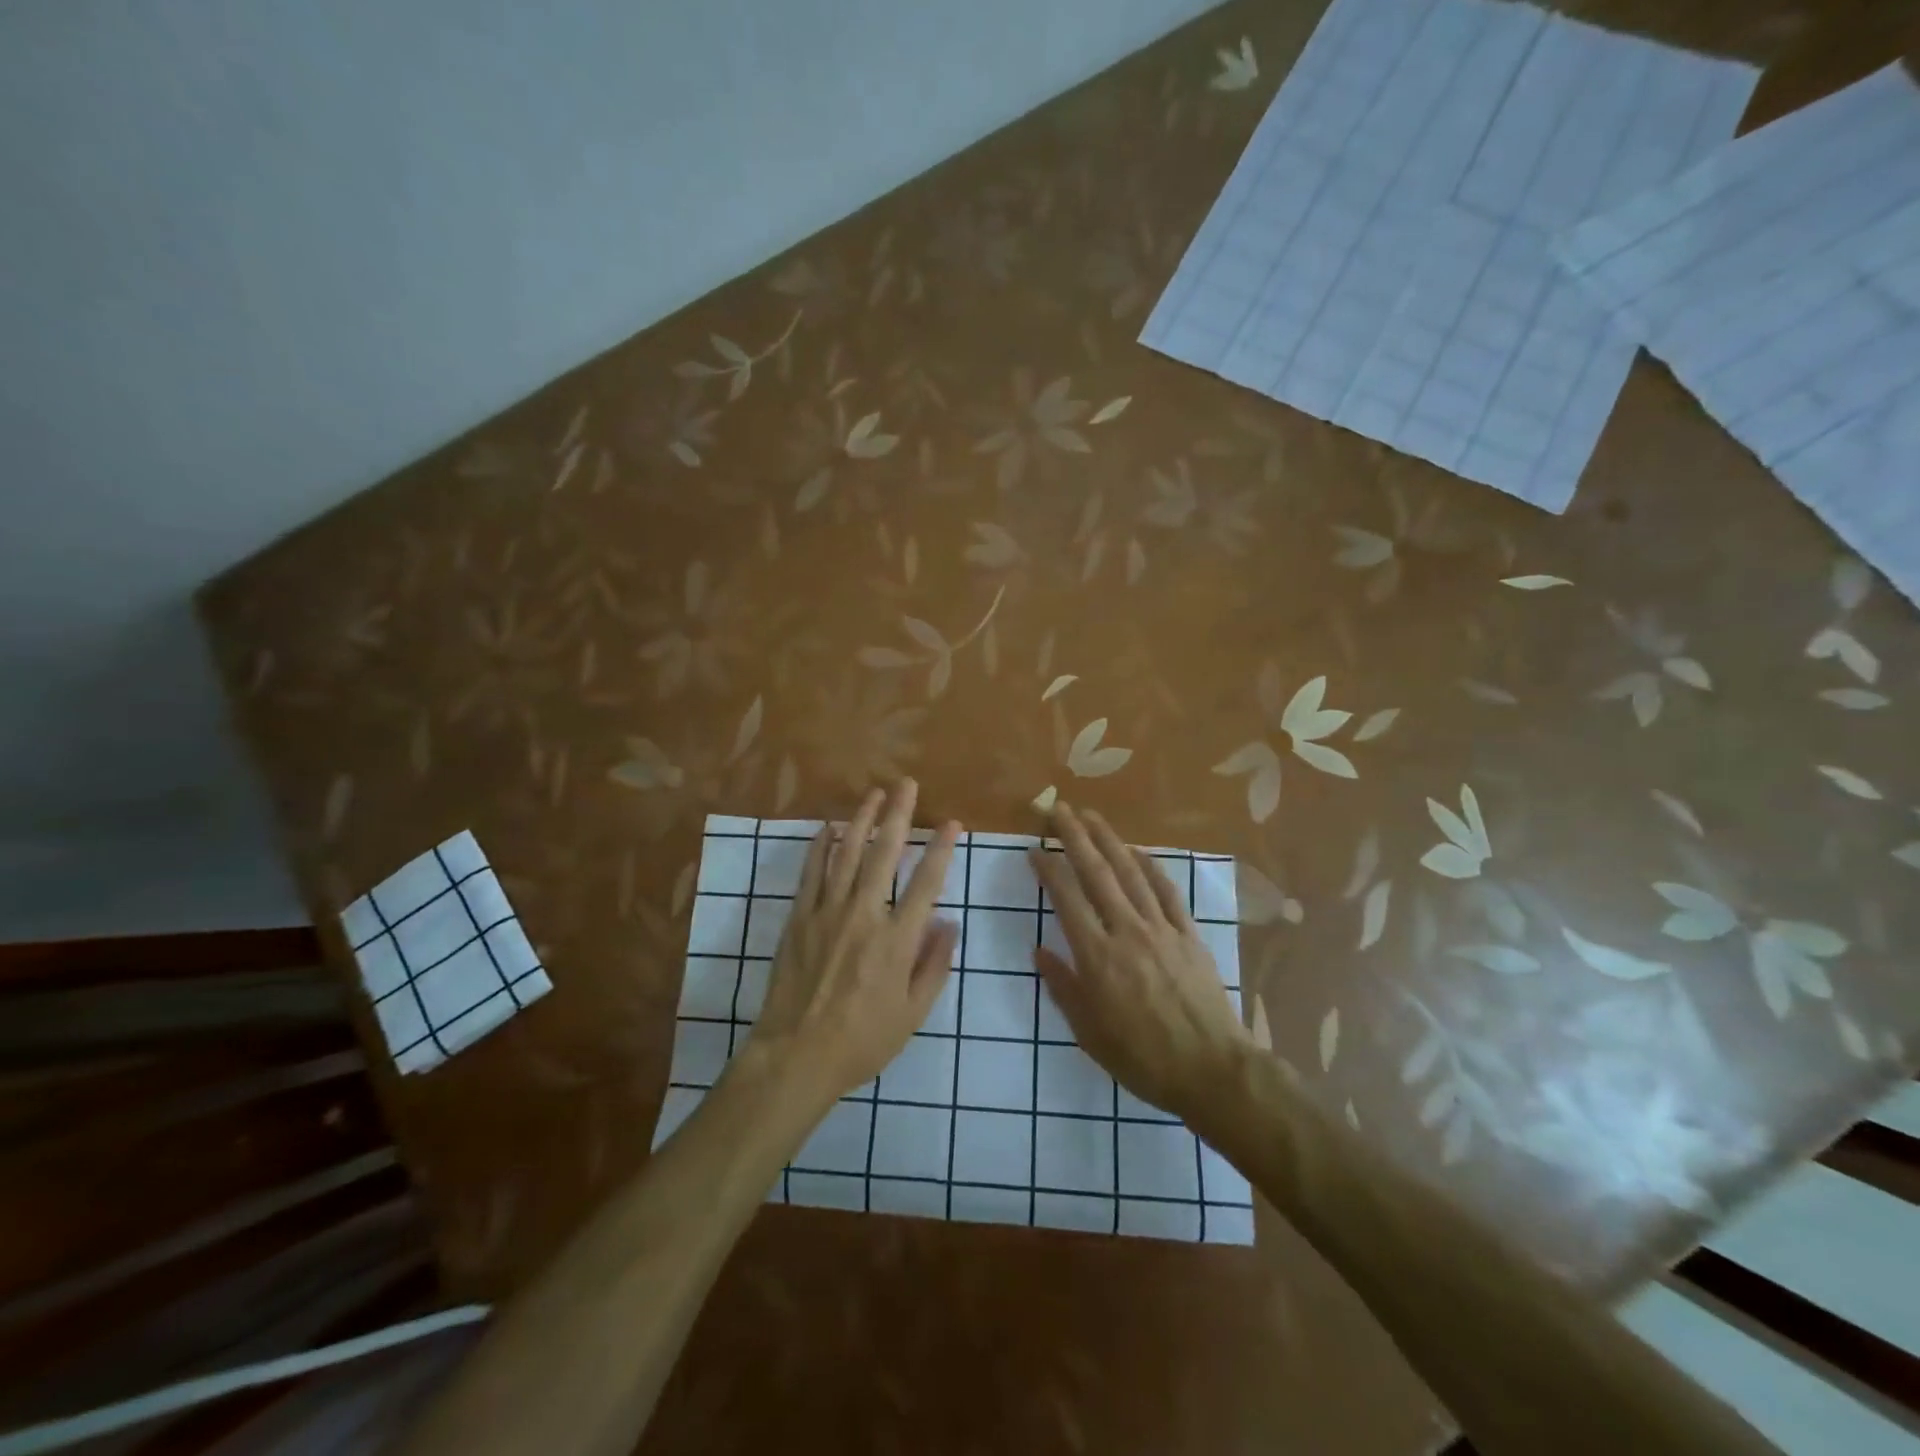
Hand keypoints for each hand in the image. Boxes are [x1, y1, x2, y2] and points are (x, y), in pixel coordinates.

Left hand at [746, 781, 960, 1112]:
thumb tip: (948, 923)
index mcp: (897, 940)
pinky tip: (828, 828)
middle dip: (898, 815)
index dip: (941, 849)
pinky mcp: (799, 918)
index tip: (952, 822)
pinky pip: (811, 873)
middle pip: (885, 854)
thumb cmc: (862, 1040)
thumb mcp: (912, 1013)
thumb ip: (934, 965)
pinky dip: (820, 847)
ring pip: (847, 854)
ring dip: (861, 820)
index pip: (926, 883)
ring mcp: (827, 913)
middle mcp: (864, 915)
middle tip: (906, 784)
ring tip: (873, 793)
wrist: (796, 1056)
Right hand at [1028, 802, 1251, 1124]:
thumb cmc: (1143, 1059)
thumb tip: (1040, 950)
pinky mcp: (1189, 935)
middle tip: (1060, 810)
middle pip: (1098, 874)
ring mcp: (1162, 929)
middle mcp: (1127, 932)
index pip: (1067, 900)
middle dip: (1076, 838)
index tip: (1034, 849)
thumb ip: (1063, 987)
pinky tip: (1138, 852)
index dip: (1049, 870)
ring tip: (1092, 817)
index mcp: (1098, 957)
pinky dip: (1151, 867)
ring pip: (1131, 874)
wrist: (1212, 1071)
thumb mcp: (1090, 1034)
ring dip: (1110, 841)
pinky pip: (1167, 892)